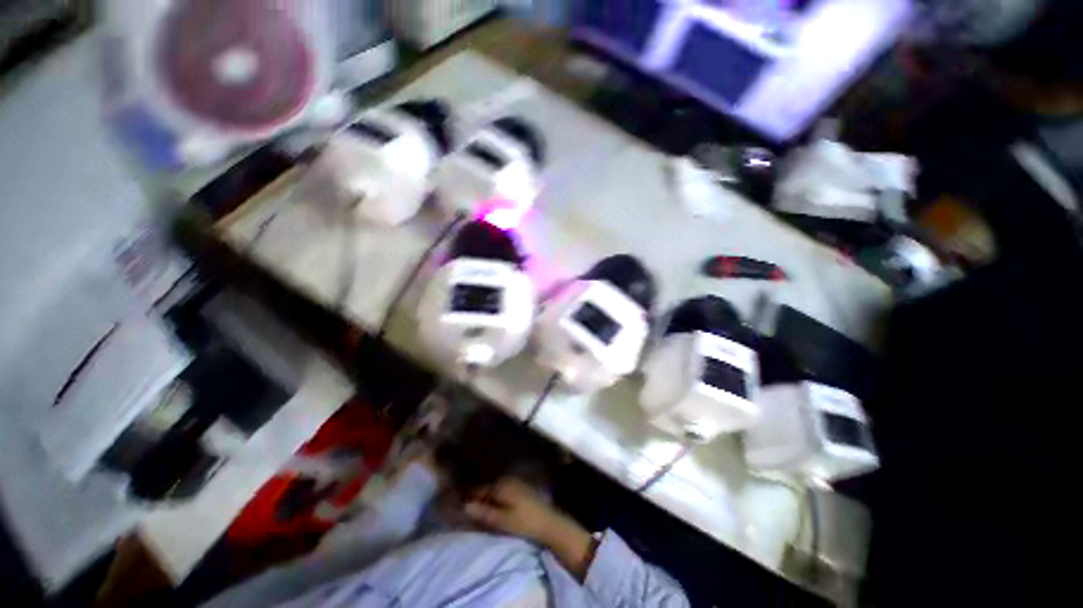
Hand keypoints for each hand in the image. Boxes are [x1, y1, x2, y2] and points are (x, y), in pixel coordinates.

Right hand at [465, 478, 596, 579]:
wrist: (549, 523)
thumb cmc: (524, 522)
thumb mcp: (502, 520)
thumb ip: (483, 512)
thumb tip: (464, 506)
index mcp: (500, 485)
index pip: (478, 488)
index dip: (467, 496)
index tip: (456, 504)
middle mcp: (506, 479)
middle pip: (486, 487)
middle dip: (476, 496)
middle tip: (465, 509)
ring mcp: (515, 482)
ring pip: (494, 489)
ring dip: (485, 497)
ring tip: (476, 509)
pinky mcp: (520, 489)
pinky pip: (502, 491)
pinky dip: (495, 498)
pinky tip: (493, 507)